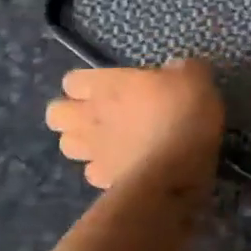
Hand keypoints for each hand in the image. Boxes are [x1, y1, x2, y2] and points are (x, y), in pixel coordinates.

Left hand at [44, 59, 224, 191]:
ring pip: (66, 145)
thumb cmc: (181, 113)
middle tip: (99, 113)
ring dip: (82, 142)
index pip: (73, 81)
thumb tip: (177, 69)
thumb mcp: (194, 77)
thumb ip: (181, 69)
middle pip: (56, 114)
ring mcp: (94, 152)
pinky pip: (91, 172)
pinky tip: (122, 166)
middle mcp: (91, 117)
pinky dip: (102, 169)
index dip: (86, 83)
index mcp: (107, 86)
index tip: (107, 86)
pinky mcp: (103, 182)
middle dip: (70, 113)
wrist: (176, 170)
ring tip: (106, 140)